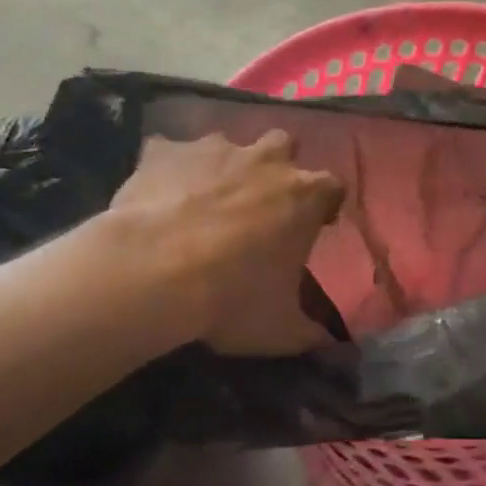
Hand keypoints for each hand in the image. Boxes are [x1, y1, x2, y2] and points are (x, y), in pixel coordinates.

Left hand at [108, 131, 344, 354]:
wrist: (153, 273)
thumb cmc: (230, 299)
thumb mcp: (280, 329)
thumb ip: (311, 331)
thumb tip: (332, 343)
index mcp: (305, 195)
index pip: (333, 186)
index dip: (324, 204)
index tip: (315, 224)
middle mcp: (266, 160)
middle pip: (284, 145)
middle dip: (275, 166)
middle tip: (259, 202)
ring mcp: (214, 148)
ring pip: (226, 143)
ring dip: (222, 165)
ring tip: (202, 200)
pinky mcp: (165, 151)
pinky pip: (168, 151)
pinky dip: (167, 168)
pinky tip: (157, 195)